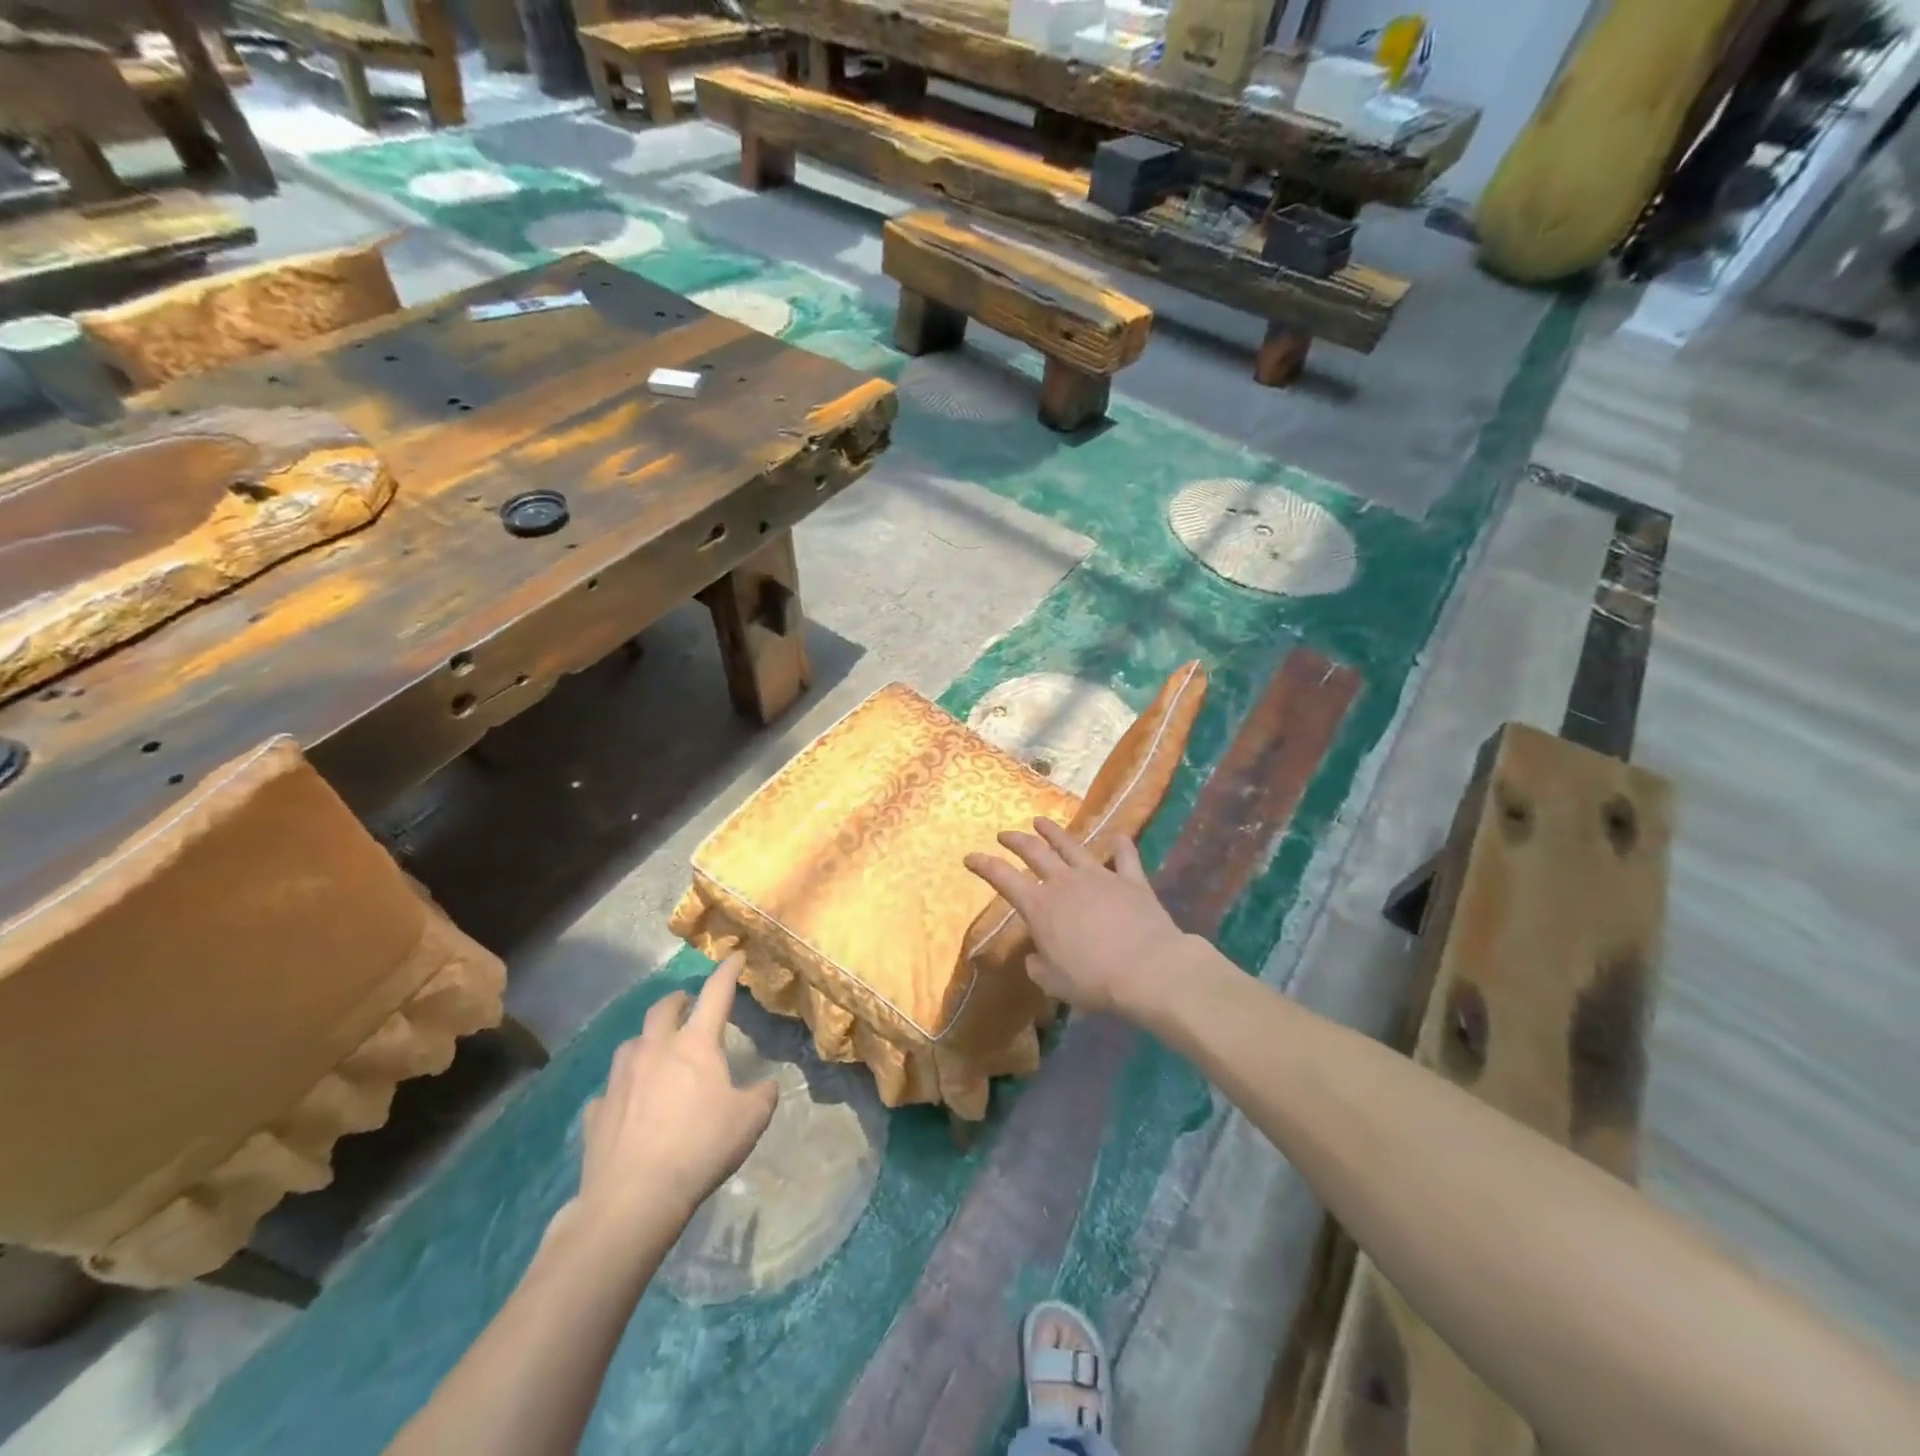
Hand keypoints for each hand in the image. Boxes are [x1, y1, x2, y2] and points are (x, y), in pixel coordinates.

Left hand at [572, 954, 776, 1242]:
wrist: (633, 1199)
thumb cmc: (700, 1148)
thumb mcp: (750, 1121)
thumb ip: (762, 1095)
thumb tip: (765, 1086)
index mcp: (695, 1045)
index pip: (716, 994)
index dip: (727, 972)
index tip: (735, 955)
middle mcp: (654, 1050)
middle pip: (663, 1009)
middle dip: (678, 1000)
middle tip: (687, 1003)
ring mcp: (619, 1080)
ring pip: (631, 1044)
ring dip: (646, 1041)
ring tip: (655, 1051)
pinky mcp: (596, 1112)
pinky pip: (610, 1091)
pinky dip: (621, 1091)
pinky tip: (627, 1106)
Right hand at [965, 818, 1195, 1019]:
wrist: (1146, 969)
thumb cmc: (1093, 980)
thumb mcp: (1053, 982)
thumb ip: (1038, 966)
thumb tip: (1035, 956)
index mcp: (1040, 906)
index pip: (1003, 878)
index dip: (983, 865)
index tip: (969, 857)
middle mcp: (1065, 882)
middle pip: (1034, 851)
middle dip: (1016, 840)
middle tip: (1005, 834)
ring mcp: (1099, 876)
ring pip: (1071, 845)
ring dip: (1053, 832)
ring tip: (1041, 821)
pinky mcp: (1131, 879)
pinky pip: (1125, 856)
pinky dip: (1120, 845)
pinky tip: (1118, 837)